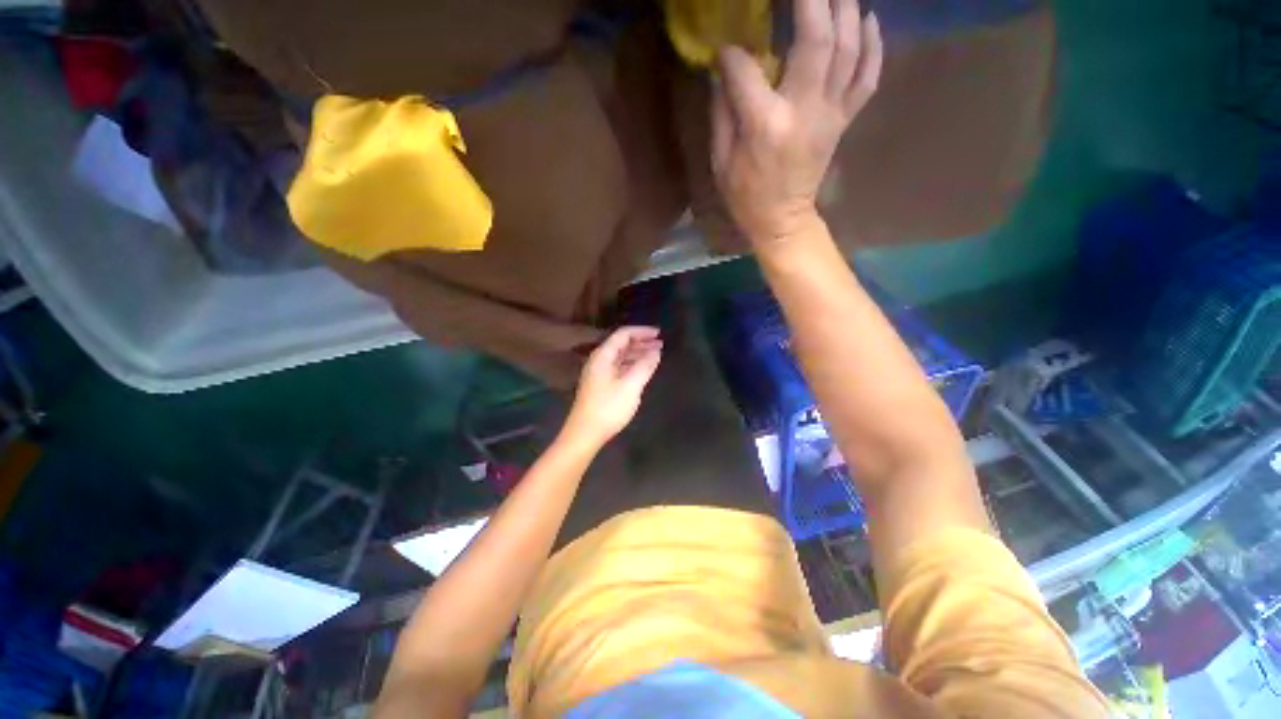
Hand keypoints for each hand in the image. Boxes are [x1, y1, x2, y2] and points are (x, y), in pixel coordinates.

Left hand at [563, 327, 662, 448]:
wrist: (585, 433)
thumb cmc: (608, 407)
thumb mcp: (630, 386)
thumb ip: (644, 366)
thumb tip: (656, 352)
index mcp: (603, 356)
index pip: (623, 334)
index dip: (642, 331)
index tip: (659, 334)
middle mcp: (599, 361)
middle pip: (621, 344)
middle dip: (642, 342)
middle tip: (661, 344)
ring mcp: (599, 373)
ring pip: (621, 357)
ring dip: (638, 354)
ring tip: (655, 356)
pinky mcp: (601, 385)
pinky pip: (619, 368)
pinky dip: (632, 365)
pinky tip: (642, 370)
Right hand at [711, 0, 882, 244]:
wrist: (783, 220)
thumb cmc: (746, 195)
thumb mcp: (721, 161)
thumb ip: (722, 112)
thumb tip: (723, 69)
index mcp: (767, 125)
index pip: (747, 69)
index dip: (732, 54)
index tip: (725, 50)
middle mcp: (805, 110)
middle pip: (817, 39)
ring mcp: (832, 113)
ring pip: (849, 48)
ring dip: (845, 9)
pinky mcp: (845, 120)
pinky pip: (868, 76)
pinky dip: (873, 44)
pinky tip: (868, 19)